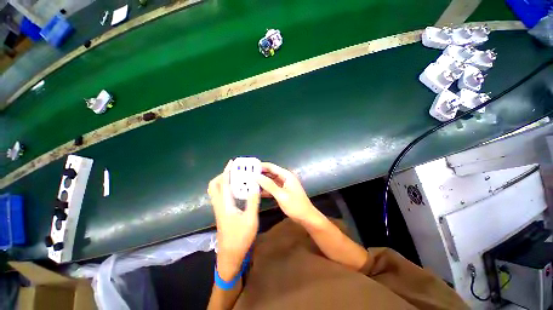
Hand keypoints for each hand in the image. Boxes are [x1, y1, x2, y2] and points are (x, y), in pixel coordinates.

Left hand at [208, 160, 259, 279]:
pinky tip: (238, 190)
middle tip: (234, 171)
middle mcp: (219, 205)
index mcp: (224, 205)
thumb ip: (253, 201)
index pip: (223, 183)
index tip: (232, 163)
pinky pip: (222, 196)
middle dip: (222, 176)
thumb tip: (255, 185)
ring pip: (217, 191)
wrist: (231, 256)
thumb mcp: (250, 219)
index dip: (227, 171)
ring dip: (224, 182)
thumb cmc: (240, 238)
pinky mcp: (223, 213)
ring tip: (237, 177)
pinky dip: (228, 189)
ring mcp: (220, 210)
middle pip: (214, 186)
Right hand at [255, 162, 318, 224]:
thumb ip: (269, 185)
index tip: (249, 166)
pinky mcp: (282, 191)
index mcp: (286, 175)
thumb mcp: (281, 195)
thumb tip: (256, 176)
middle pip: (270, 173)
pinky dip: (265, 189)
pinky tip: (256, 191)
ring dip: (261, 181)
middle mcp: (284, 178)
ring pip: (270, 180)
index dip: (261, 166)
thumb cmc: (295, 206)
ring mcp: (283, 185)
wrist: (306, 217)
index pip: (271, 167)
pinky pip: (272, 187)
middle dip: (259, 173)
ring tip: (249, 181)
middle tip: (246, 174)